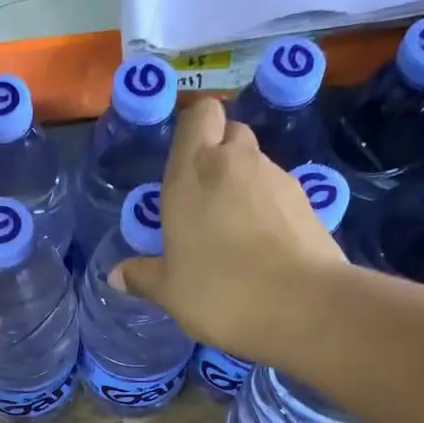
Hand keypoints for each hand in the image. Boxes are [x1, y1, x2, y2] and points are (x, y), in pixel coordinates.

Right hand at [114, 97, 346, 359]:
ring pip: (256, 165)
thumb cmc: (221, 293)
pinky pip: (279, 192)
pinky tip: (263, 247)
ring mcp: (276, 179)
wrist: (303, 308)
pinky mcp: (307, 202)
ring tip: (235, 233)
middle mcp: (235, 163)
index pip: (199, 115)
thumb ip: (143, 276)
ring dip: (244, 186)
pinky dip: (269, 209)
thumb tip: (117, 275)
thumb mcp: (170, 292)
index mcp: (193, 173)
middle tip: (205, 201)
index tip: (184, 165)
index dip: (194, 130)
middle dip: (219, 155)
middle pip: (230, 133)